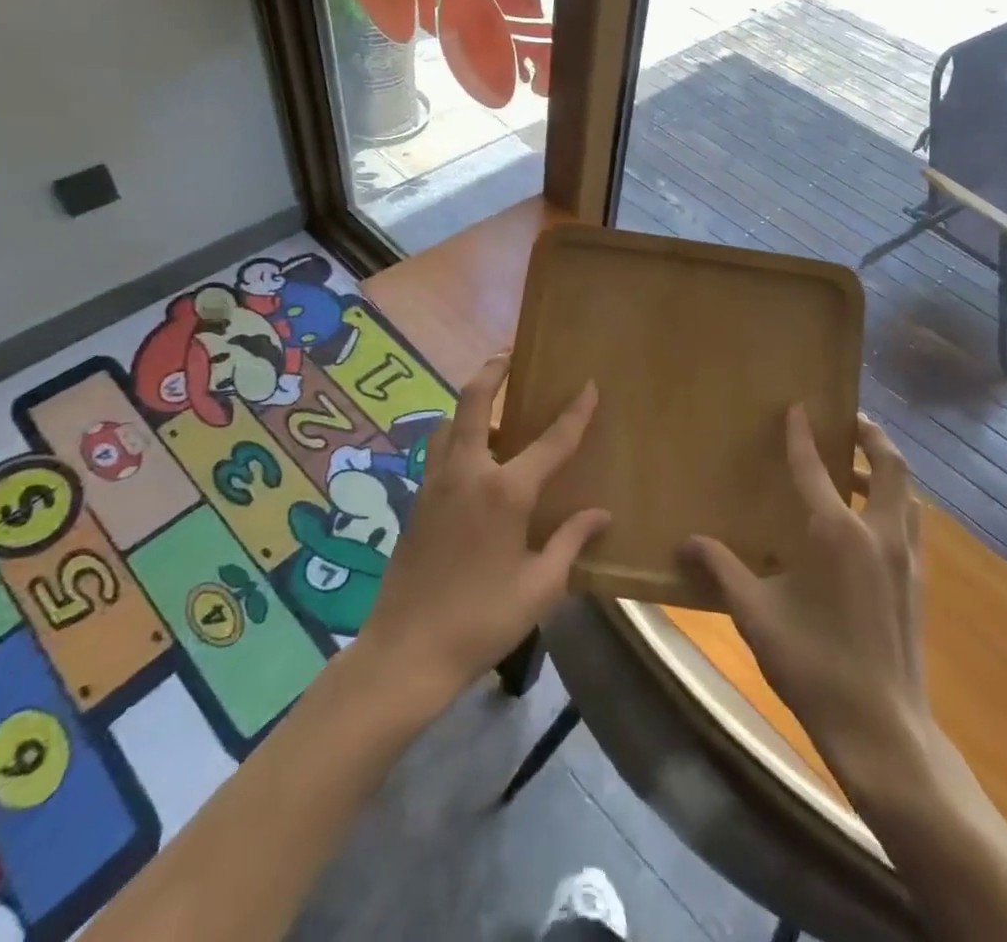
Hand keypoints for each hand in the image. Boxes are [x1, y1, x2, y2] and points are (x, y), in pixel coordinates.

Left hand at [357, 354, 609, 706]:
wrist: (405, 653)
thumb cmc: (481, 621)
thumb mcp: (540, 587)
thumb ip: (571, 542)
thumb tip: (601, 514)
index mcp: (505, 492)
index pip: (550, 440)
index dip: (574, 411)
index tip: (588, 384)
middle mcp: (468, 473)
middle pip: (473, 401)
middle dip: (491, 370)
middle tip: (508, 353)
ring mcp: (435, 484)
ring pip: (448, 423)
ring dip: (469, 405)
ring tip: (493, 412)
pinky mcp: (416, 501)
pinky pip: (438, 451)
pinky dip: (455, 437)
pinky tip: (473, 462)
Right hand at [682, 409, 927, 800]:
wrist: (883, 731)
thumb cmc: (815, 666)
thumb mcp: (757, 615)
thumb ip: (722, 570)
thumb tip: (685, 543)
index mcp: (837, 534)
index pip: (815, 468)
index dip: (802, 435)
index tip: (798, 407)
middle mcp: (878, 533)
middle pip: (889, 466)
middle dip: (872, 436)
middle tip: (851, 422)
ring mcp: (906, 558)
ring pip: (906, 494)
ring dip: (885, 471)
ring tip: (856, 470)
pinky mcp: (918, 582)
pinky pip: (910, 523)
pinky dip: (893, 504)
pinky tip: (867, 526)